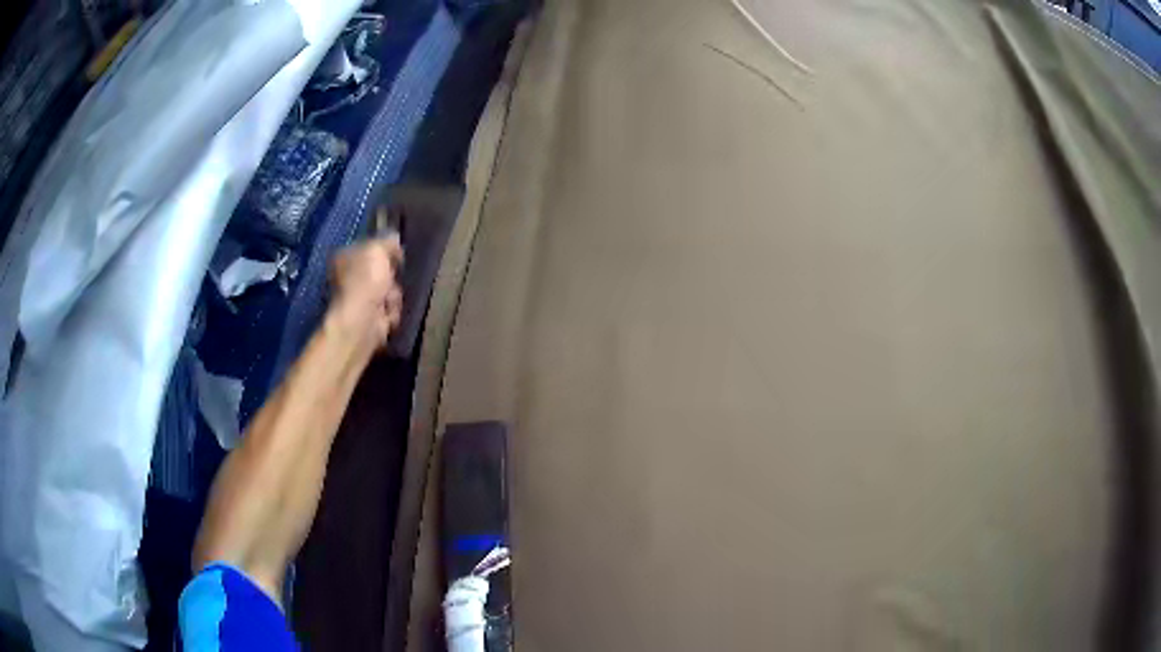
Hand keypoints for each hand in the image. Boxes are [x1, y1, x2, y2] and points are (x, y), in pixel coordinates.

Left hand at [328, 235, 403, 348]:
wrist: (361, 322)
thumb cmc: (365, 281)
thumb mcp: (377, 249)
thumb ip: (387, 241)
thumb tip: (394, 239)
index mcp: (345, 256)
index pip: (370, 247)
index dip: (386, 250)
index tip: (398, 255)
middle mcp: (349, 276)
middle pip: (382, 270)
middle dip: (392, 276)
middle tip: (393, 279)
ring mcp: (359, 299)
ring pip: (389, 290)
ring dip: (394, 296)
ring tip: (388, 301)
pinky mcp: (369, 318)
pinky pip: (389, 310)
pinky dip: (392, 312)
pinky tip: (387, 314)